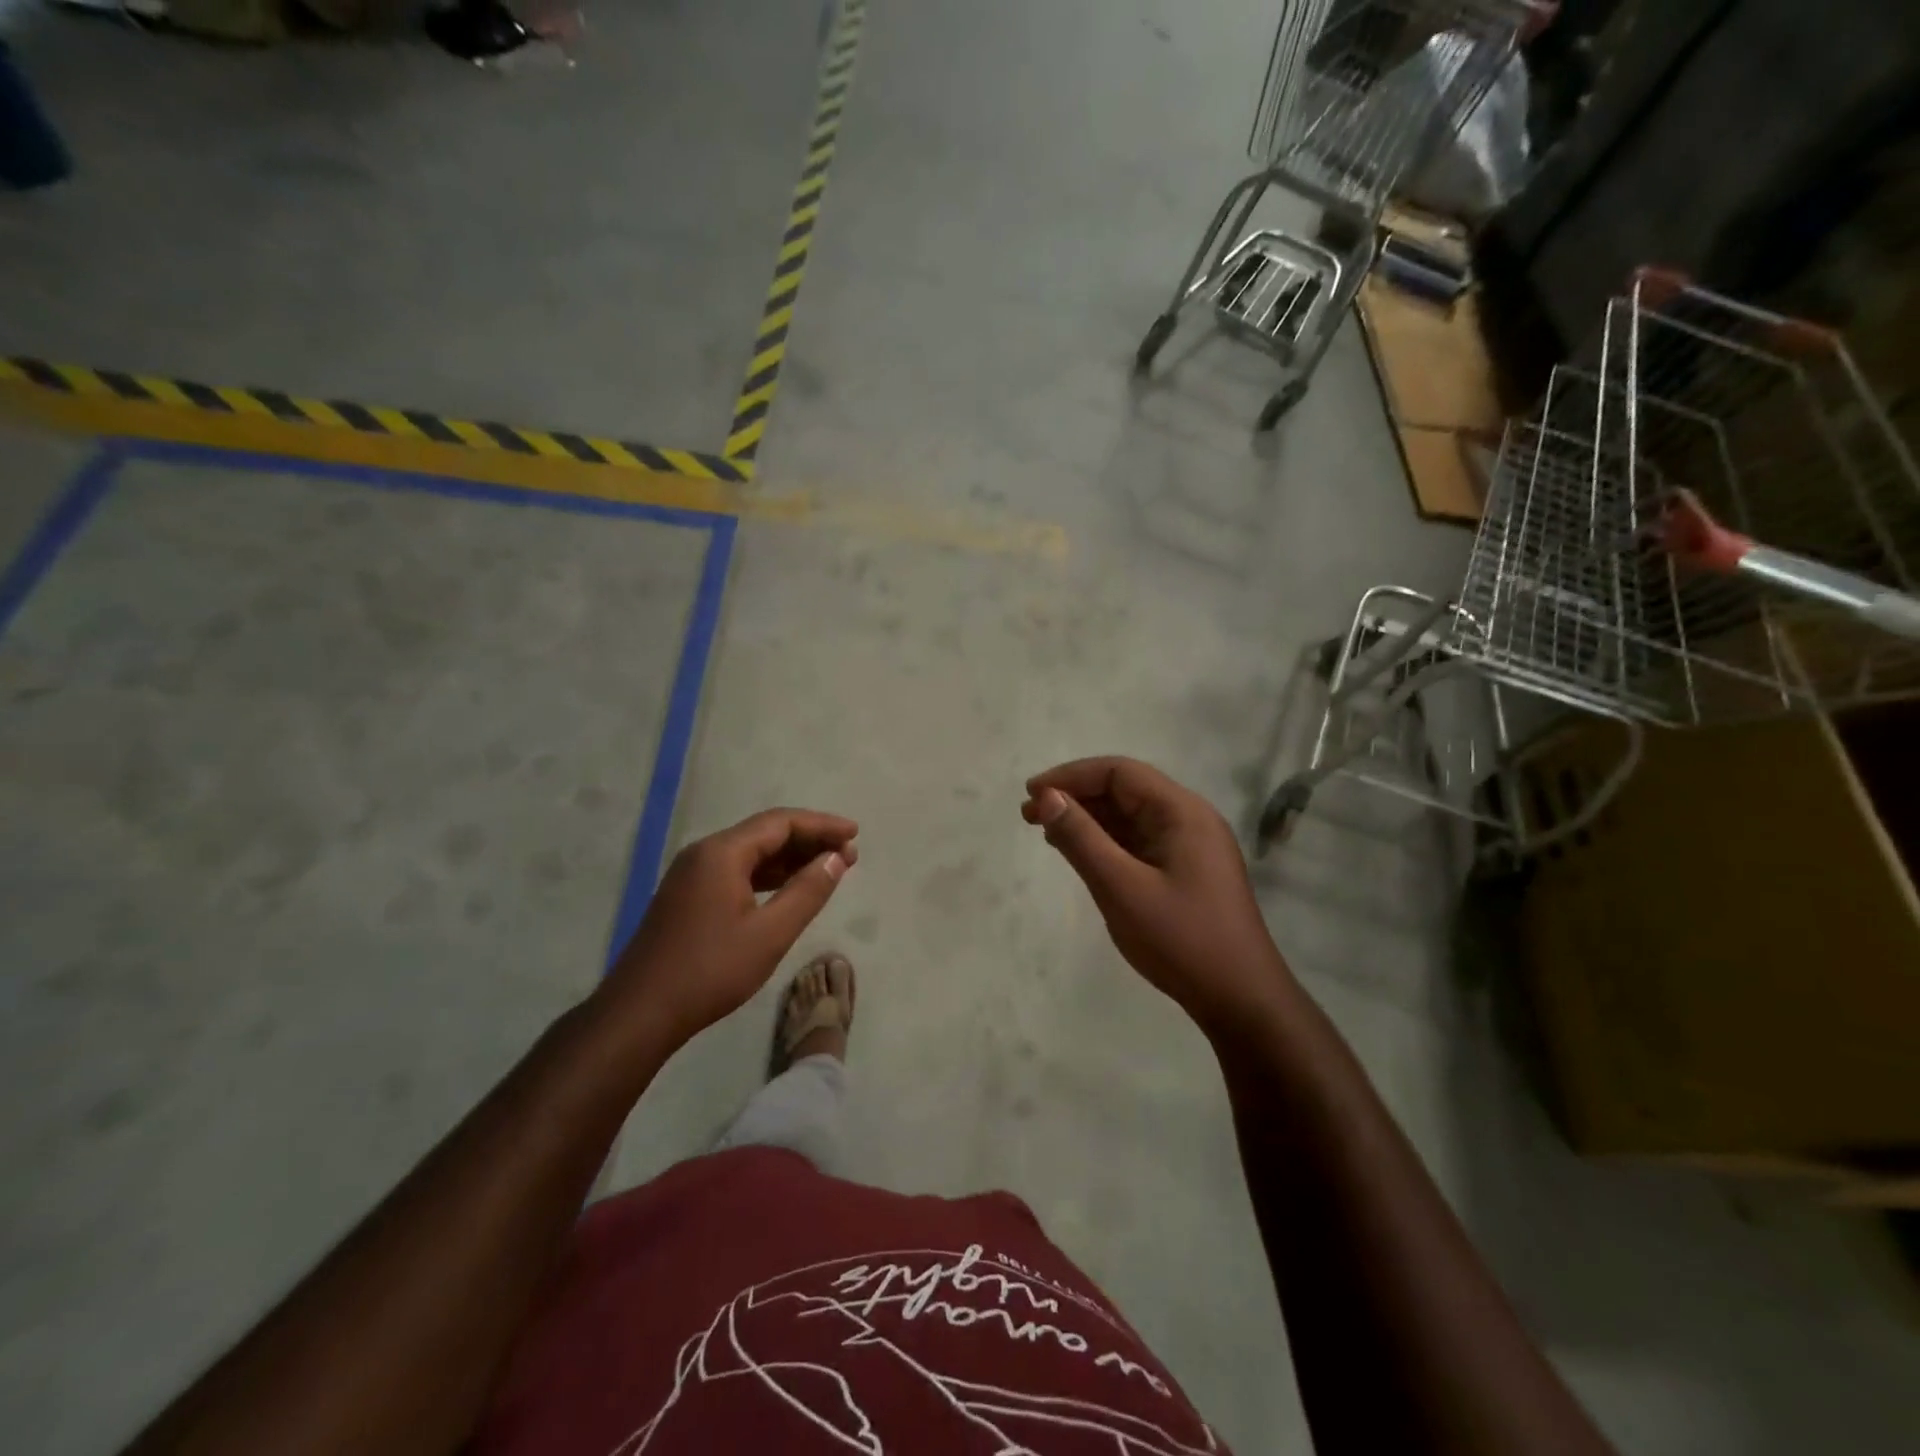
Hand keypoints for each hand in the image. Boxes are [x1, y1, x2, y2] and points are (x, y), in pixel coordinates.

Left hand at [600, 809, 857, 1046]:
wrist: (640, 1012)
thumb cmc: (710, 971)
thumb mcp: (770, 933)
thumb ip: (807, 891)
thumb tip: (836, 858)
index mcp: (722, 853)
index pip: (781, 822)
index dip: (822, 825)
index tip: (855, 833)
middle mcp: (705, 853)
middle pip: (766, 833)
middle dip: (809, 840)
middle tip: (848, 854)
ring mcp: (692, 874)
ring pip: (751, 853)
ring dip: (790, 858)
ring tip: (828, 868)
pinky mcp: (688, 896)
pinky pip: (736, 871)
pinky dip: (768, 874)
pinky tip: (789, 888)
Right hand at [1022, 757, 1289, 1038]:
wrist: (1241, 999)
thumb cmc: (1181, 940)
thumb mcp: (1121, 888)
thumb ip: (1081, 839)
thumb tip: (1047, 797)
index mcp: (1181, 812)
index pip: (1119, 772)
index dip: (1071, 776)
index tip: (1032, 793)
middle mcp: (1188, 818)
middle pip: (1124, 790)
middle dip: (1075, 797)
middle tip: (1030, 815)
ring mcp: (1189, 846)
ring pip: (1129, 816)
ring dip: (1087, 819)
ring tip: (1045, 832)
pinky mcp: (1185, 870)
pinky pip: (1138, 841)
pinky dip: (1105, 841)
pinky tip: (1079, 853)